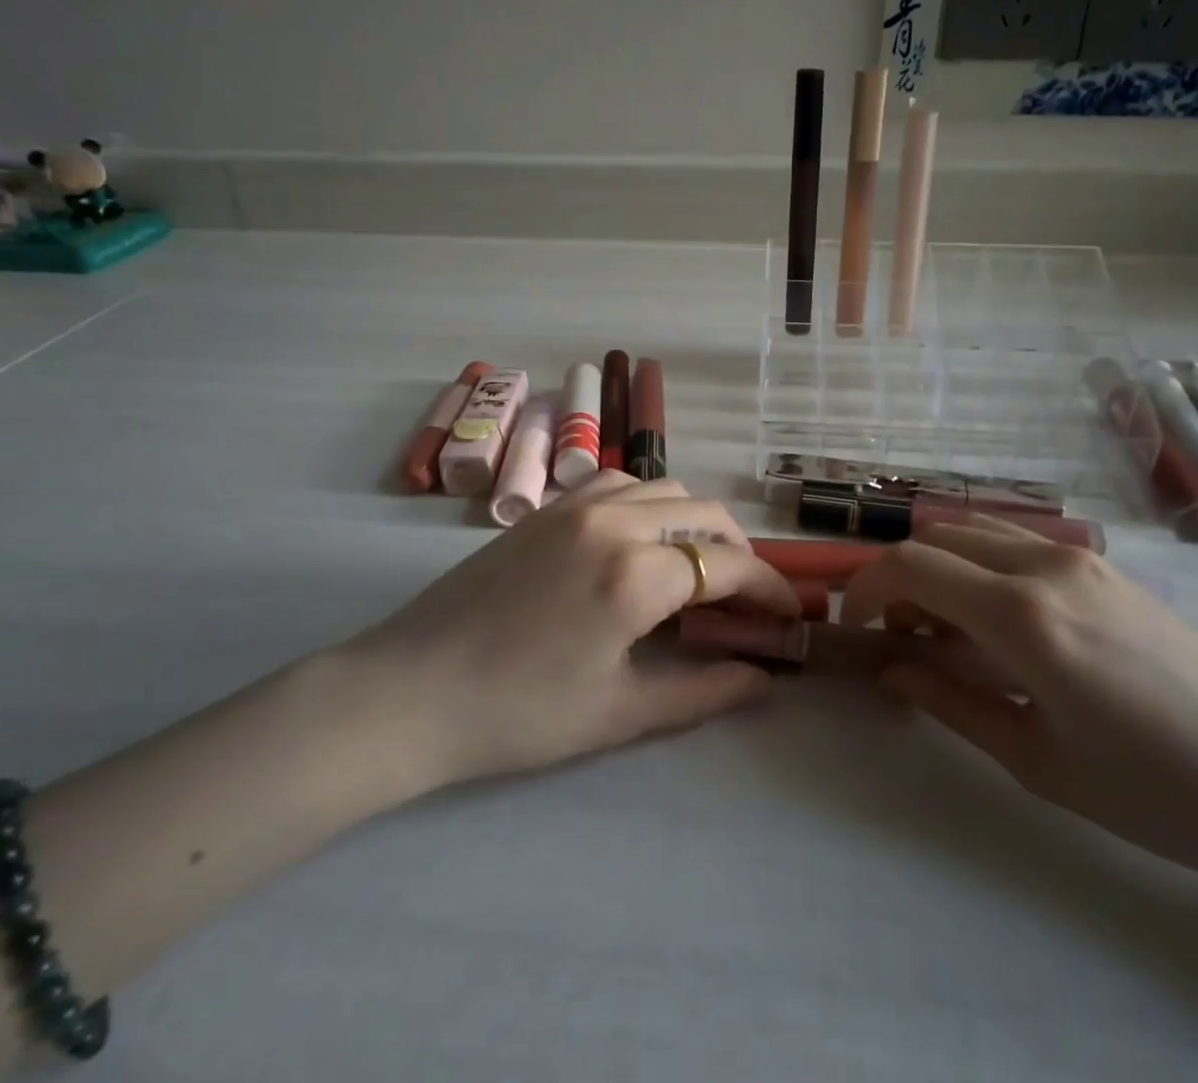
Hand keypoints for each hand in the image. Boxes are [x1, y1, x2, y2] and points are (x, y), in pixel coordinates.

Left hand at [351, 473, 798, 792]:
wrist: (410, 690)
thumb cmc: (518, 714)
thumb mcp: (619, 713)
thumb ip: (703, 691)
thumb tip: (763, 678)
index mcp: (634, 574)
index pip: (727, 565)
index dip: (768, 589)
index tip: (787, 616)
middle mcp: (613, 522)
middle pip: (705, 513)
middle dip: (738, 552)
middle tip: (744, 599)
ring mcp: (575, 506)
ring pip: (664, 488)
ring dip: (695, 521)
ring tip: (696, 567)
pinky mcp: (547, 508)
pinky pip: (618, 484)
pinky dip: (650, 503)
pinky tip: (641, 541)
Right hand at [843, 514, 1197, 883]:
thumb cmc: (1161, 792)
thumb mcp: (1038, 760)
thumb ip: (951, 702)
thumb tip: (892, 670)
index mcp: (1023, 615)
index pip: (911, 565)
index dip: (867, 588)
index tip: (859, 628)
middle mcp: (1044, 564)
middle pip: (937, 537)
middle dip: (900, 576)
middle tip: (902, 636)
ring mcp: (1080, 558)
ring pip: (977, 532)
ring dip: (942, 567)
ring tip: (948, 630)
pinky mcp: (1106, 567)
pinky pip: (1018, 544)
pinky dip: (982, 566)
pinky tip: (1001, 625)